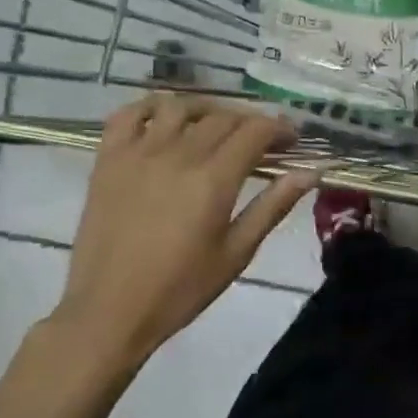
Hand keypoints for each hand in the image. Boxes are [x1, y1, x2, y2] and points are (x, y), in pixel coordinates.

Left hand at [40, 95, 317, 382]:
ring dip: (206, 109)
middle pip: (222, 117)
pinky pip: (128, 114)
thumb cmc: (181, 289)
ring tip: (216, 126)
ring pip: (179, 107)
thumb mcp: (237, 253)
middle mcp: (177, 155)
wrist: (110, 310)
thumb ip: (272, 207)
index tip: (292, 140)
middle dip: (250, 122)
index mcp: (213, 180)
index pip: (254, 131)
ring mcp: (138, 153)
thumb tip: (310, 173)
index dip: (279, 128)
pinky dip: (151, 108)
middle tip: (262, 141)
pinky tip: (164, 120)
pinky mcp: (108, 160)